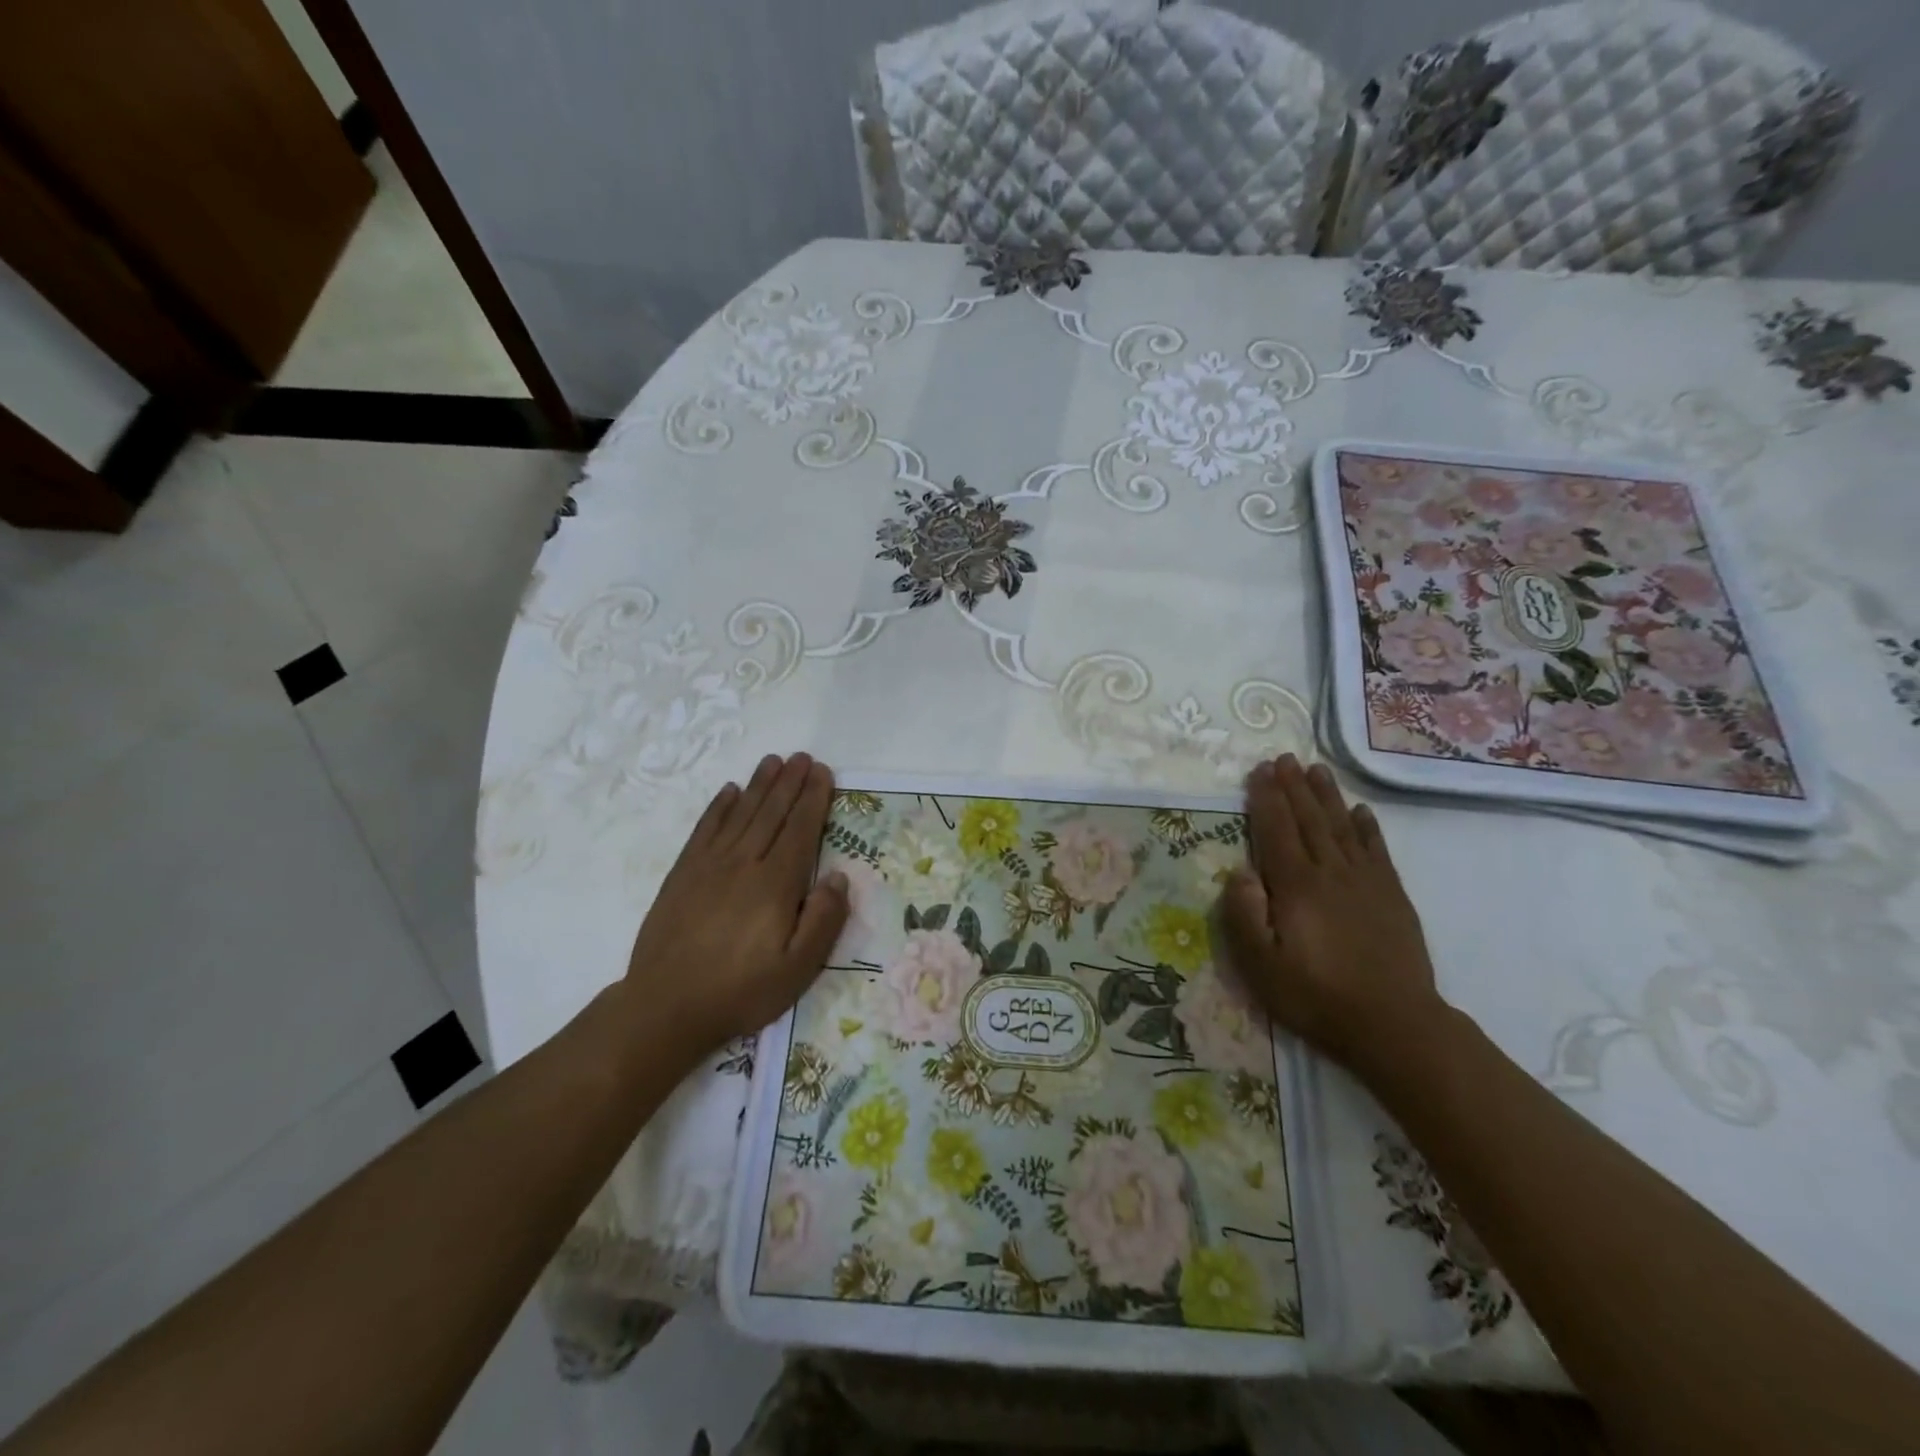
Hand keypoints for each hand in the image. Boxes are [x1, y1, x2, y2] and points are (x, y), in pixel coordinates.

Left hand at [620, 754, 848, 1060]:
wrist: (665, 1006)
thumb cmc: (740, 991)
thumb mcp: (797, 970)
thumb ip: (823, 921)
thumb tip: (838, 877)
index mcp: (775, 885)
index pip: (799, 830)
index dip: (813, 799)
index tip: (823, 773)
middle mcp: (743, 864)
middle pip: (771, 813)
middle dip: (790, 782)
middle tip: (803, 757)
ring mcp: (708, 866)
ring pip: (740, 814)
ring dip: (759, 785)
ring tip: (773, 761)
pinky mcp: (682, 875)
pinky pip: (704, 830)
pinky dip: (718, 807)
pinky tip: (729, 791)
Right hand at [1217, 755, 1445, 1077]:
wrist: (1395, 1024)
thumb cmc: (1317, 996)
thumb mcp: (1261, 966)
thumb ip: (1245, 915)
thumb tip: (1239, 872)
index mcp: (1296, 886)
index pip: (1276, 830)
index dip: (1266, 798)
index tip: (1259, 771)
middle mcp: (1331, 873)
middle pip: (1309, 819)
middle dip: (1293, 787)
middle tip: (1283, 758)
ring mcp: (1366, 882)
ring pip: (1342, 827)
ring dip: (1327, 796)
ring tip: (1316, 769)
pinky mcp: (1392, 896)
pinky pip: (1376, 850)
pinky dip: (1366, 827)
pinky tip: (1360, 811)